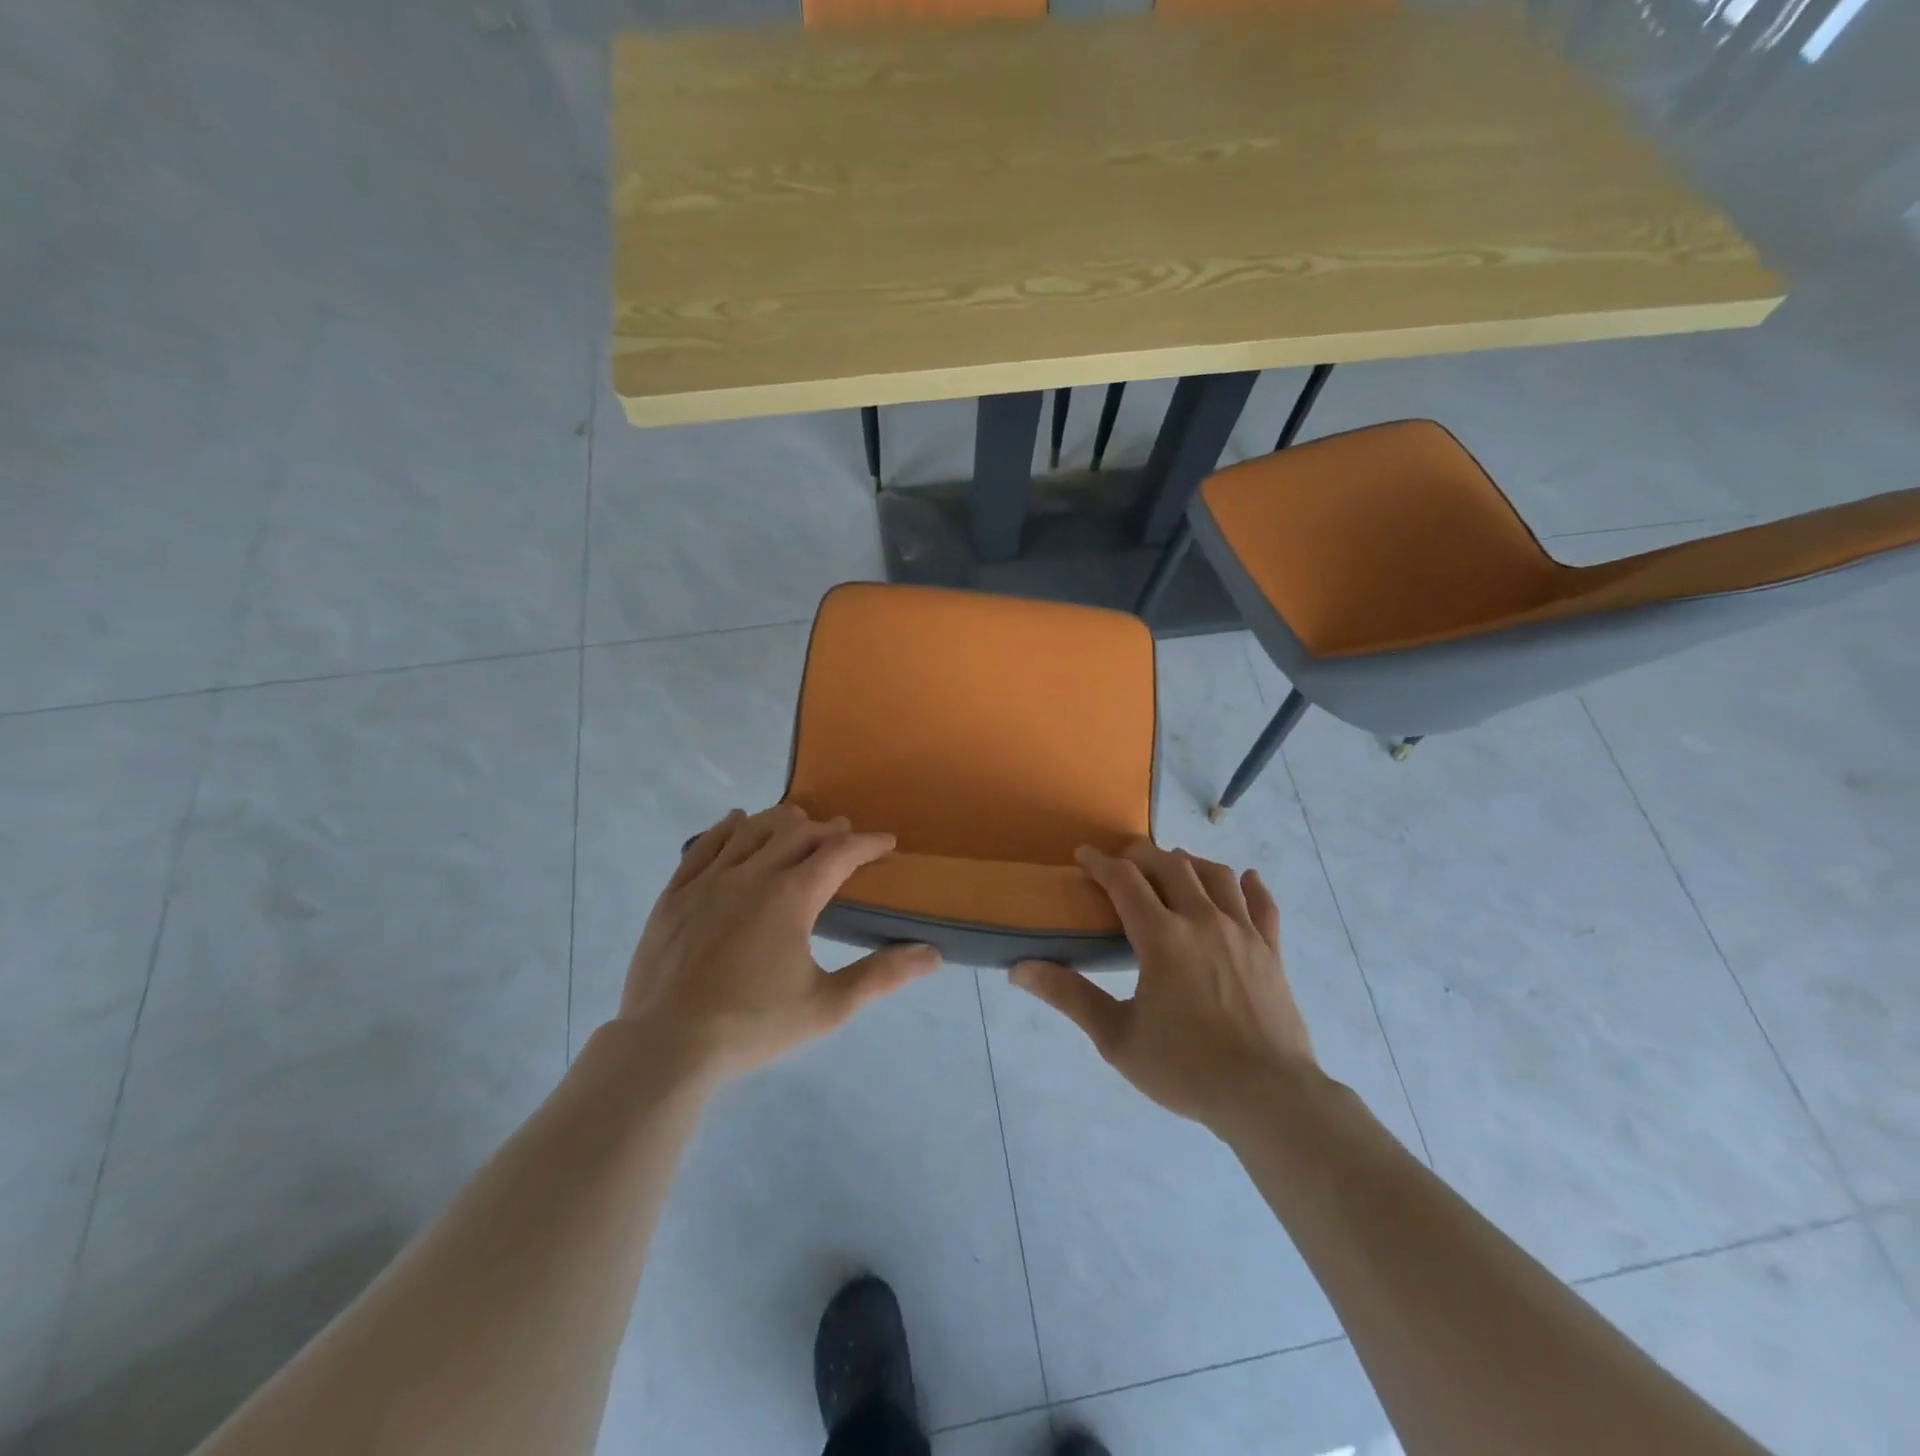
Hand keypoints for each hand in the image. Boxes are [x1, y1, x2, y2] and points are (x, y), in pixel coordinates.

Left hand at [618, 805, 940, 1085]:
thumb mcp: (827, 1007)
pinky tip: (737, 821)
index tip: (887, 842)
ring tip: (799, 823)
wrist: (666, 1048)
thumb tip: (932, 954)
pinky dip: (726, 829)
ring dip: (781, 821)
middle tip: (845, 835)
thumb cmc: (752, 1026)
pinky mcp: (675, 895)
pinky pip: (704, 846)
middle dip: (827, 830)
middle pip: (796, 833)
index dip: (867, 843)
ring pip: (751, 831)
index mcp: (790, 897)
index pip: (839, 854)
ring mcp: (708, 881)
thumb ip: (881, 976)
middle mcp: (751, 875)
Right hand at [1011, 841, 1320, 1133]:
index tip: (1084, 855)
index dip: (1100, 862)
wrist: (1268, 1098)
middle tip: (1124, 861)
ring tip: (1174, 866)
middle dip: (1142, 854)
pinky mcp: (1272, 951)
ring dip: (1189, 862)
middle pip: (1171, 865)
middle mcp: (1203, 920)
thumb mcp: (1116, 1037)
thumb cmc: (1185, 1068)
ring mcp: (1243, 933)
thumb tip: (1019, 970)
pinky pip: (1262, 904)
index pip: (1124, 881)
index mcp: (1162, 937)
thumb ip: (1069, 996)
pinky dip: (1249, 886)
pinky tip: (1243, 881)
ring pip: (1216, 875)